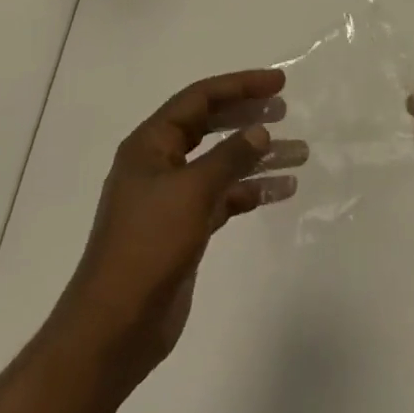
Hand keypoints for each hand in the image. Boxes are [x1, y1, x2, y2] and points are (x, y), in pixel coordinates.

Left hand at [50, 69, 304, 387]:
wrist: (114, 329)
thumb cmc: (147, 247)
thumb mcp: (191, 192)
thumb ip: (229, 157)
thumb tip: (260, 131)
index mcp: (151, 143)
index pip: (200, 99)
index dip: (240, 85)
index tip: (279, 84)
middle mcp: (160, 163)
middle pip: (211, 126)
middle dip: (248, 116)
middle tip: (286, 111)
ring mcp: (172, 197)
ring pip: (221, 163)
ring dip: (258, 157)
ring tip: (299, 153)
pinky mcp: (185, 229)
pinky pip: (224, 197)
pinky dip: (251, 191)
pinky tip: (282, 189)